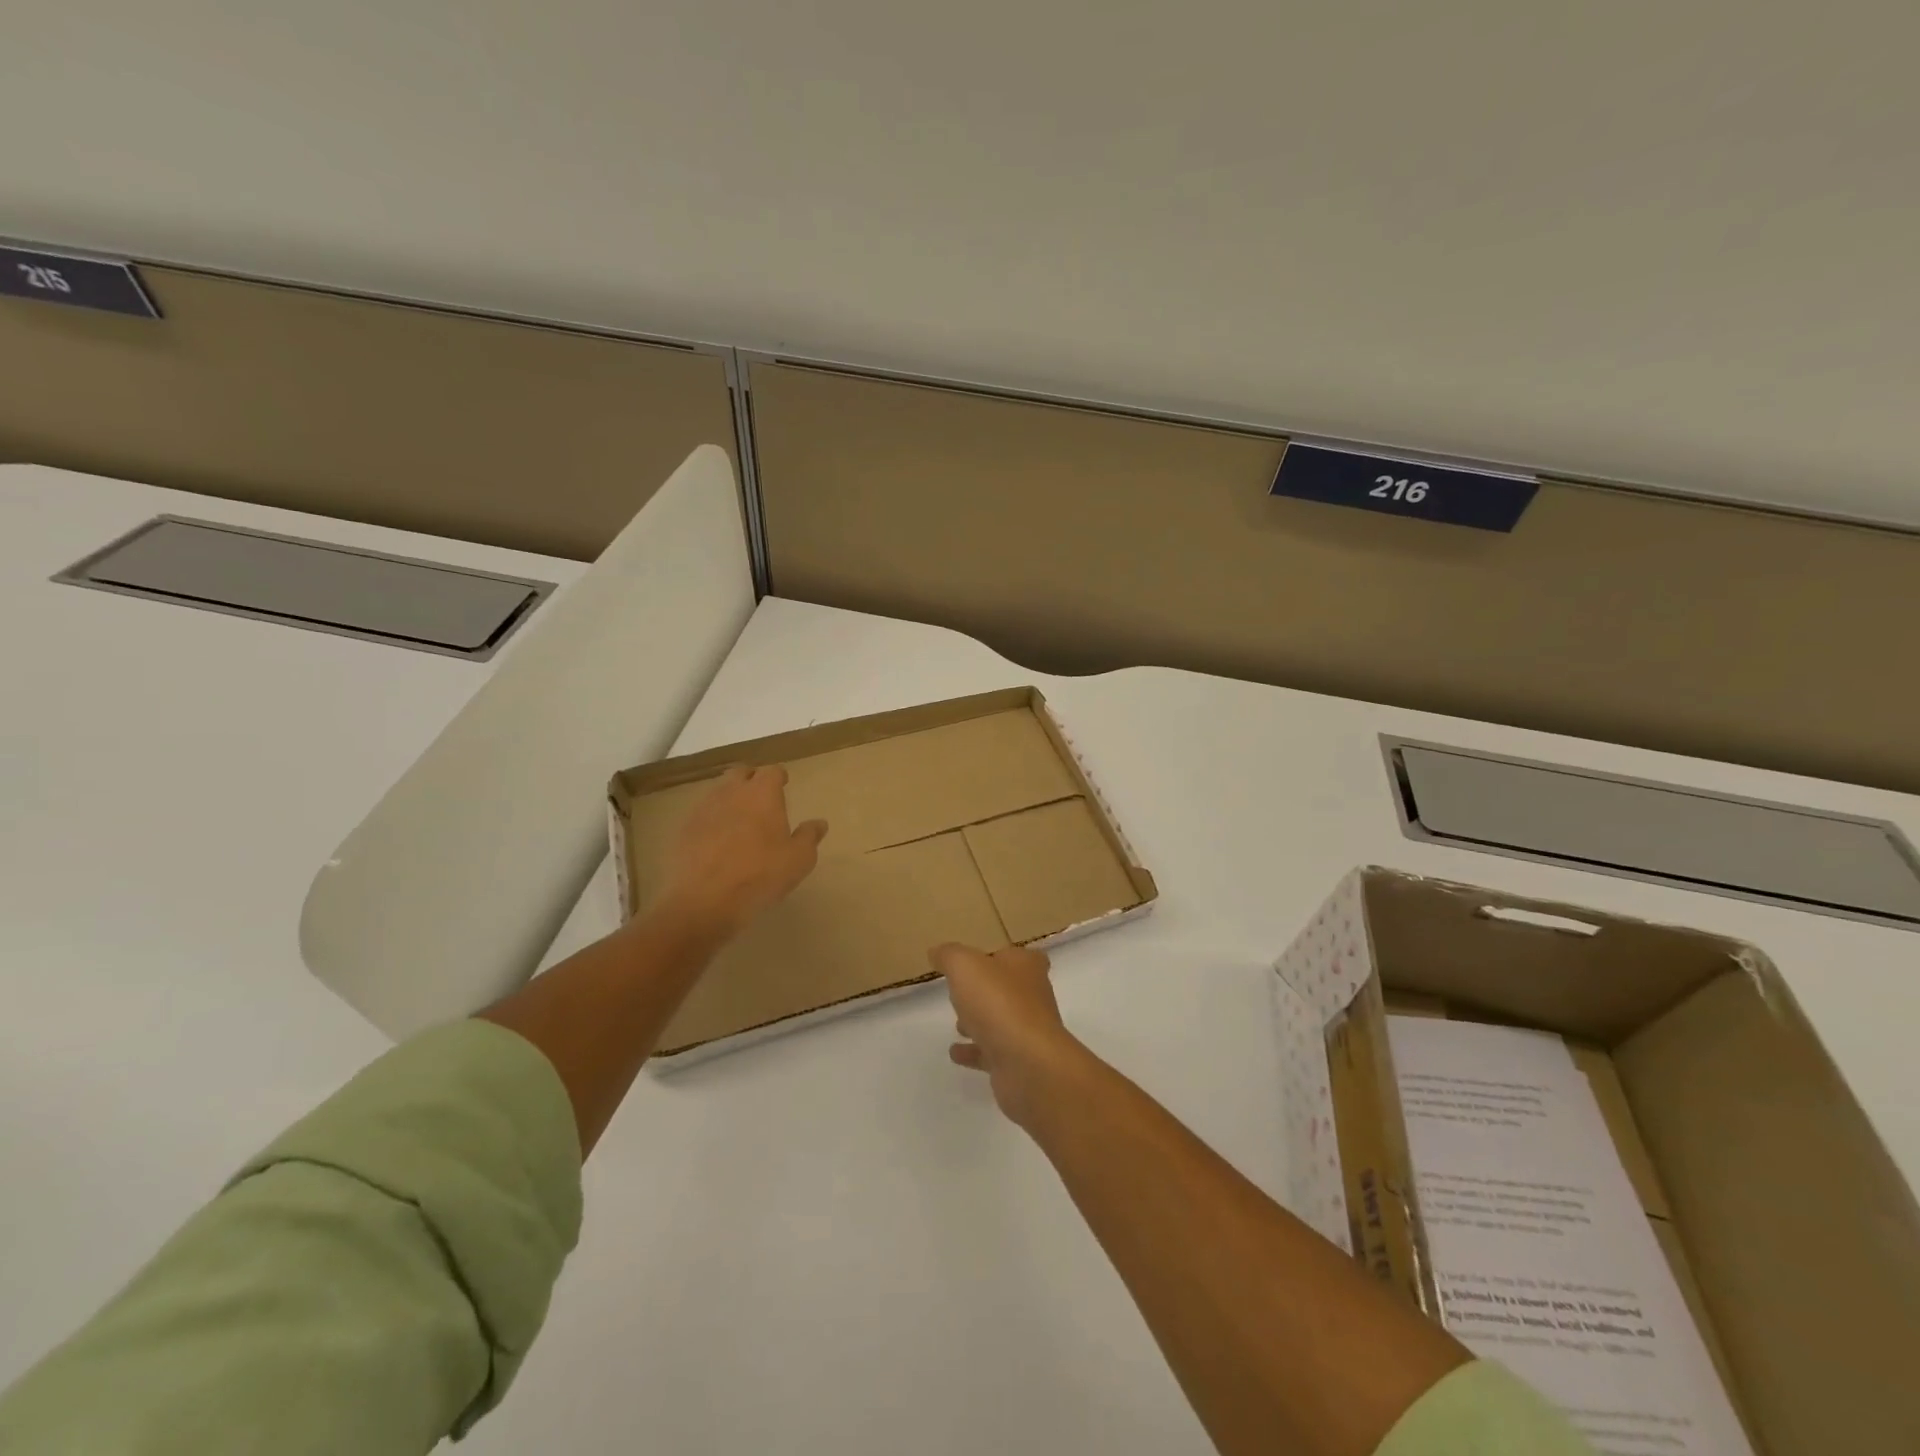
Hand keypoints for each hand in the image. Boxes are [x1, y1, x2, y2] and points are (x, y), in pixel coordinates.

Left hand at [659, 765, 826, 936]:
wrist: (703, 902)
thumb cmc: (760, 876)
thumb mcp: (799, 860)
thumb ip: (809, 837)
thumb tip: (819, 823)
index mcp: (762, 794)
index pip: (772, 772)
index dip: (778, 777)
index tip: (783, 786)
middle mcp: (731, 793)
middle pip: (740, 773)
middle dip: (751, 780)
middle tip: (760, 799)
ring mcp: (703, 810)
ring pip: (718, 792)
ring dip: (729, 799)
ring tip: (738, 820)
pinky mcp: (682, 830)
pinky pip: (701, 815)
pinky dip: (710, 821)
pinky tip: (715, 841)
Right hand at [934, 943, 1081, 1125]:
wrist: (1028, 1064)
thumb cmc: (999, 1003)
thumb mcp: (965, 966)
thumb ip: (949, 956)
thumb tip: (937, 951)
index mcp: (1026, 968)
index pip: (1020, 956)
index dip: (1002, 957)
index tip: (981, 962)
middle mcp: (1032, 997)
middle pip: (1009, 989)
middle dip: (987, 991)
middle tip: (962, 992)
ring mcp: (1027, 1032)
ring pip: (1001, 1021)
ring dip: (981, 1022)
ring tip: (956, 1024)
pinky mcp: (1019, 1062)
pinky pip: (992, 1053)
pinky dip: (974, 1051)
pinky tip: (955, 1053)